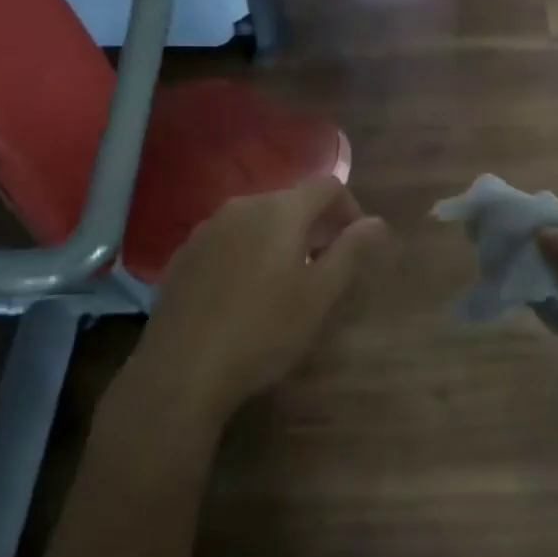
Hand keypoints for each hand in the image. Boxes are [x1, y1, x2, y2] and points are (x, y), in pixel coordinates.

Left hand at [136, 178, 389, 424]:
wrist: (180, 370)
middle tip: (324, 268)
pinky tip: (244, 293)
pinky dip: (248, 252)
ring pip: (258, 220)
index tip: (355, 245)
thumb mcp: (319, 295)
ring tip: (285, 282)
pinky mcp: (184, 254)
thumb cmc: (263, 331)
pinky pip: (229, 239)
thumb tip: (376, 222)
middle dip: (315, 226)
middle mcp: (242, 205)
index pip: (327, 186)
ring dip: (280, 239)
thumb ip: (351, 251)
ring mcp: (207, 228)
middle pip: (291, 201)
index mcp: (280, 210)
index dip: (349, 209)